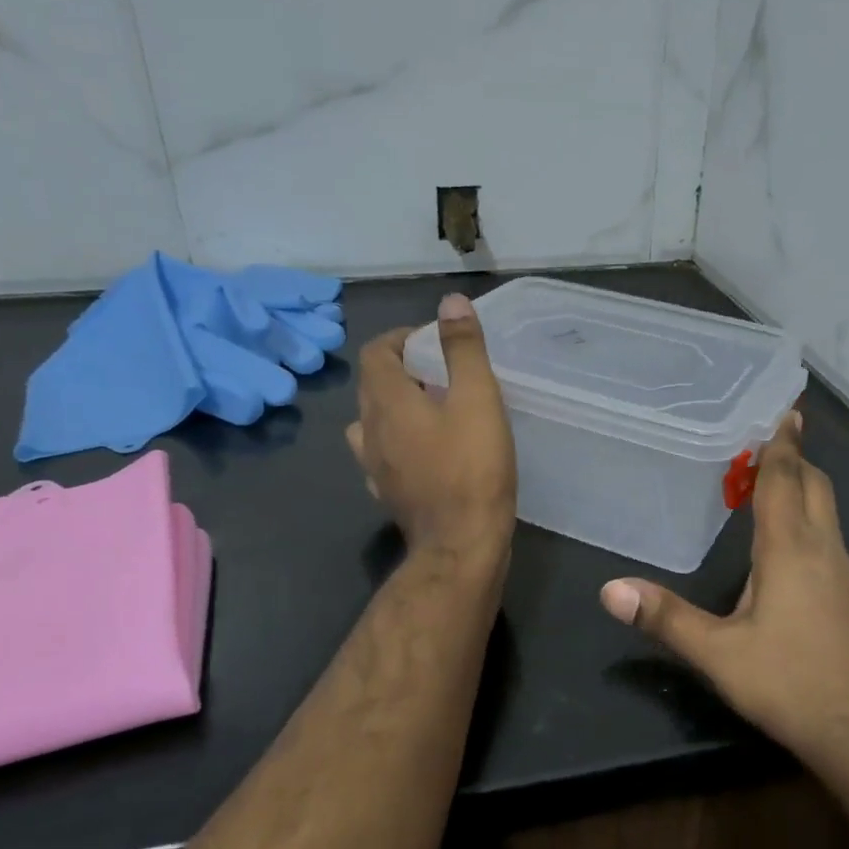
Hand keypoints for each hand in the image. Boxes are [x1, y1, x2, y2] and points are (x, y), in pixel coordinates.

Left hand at [347, 294, 515, 562]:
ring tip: (432, 410)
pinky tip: (426, 452)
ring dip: (396, 408)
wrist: (461, 545)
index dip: (399, 338)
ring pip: (373, 424)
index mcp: (387, 402)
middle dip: (401, 371)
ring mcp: (375, 467)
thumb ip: (463, 349)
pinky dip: (399, 444)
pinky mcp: (388, 494)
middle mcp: (370, 430)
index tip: (432, 341)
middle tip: (440, 372)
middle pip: (372, 386)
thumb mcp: (477, 399)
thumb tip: (450, 303)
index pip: (375, 353)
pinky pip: (383, 457)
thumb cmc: (472, 468)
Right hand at [599, 415, 848, 779]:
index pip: (786, 482)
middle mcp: (827, 553)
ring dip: (806, 496)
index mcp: (791, 551)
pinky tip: (794, 563)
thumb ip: (666, 618)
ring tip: (775, 494)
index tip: (785, 412)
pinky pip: (835, 549)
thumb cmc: (792, 685)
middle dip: (795, 463)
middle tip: (771, 446)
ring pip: (830, 519)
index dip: (781, 445)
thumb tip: (610, 589)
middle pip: (817, 490)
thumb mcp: (719, 655)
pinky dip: (813, 531)